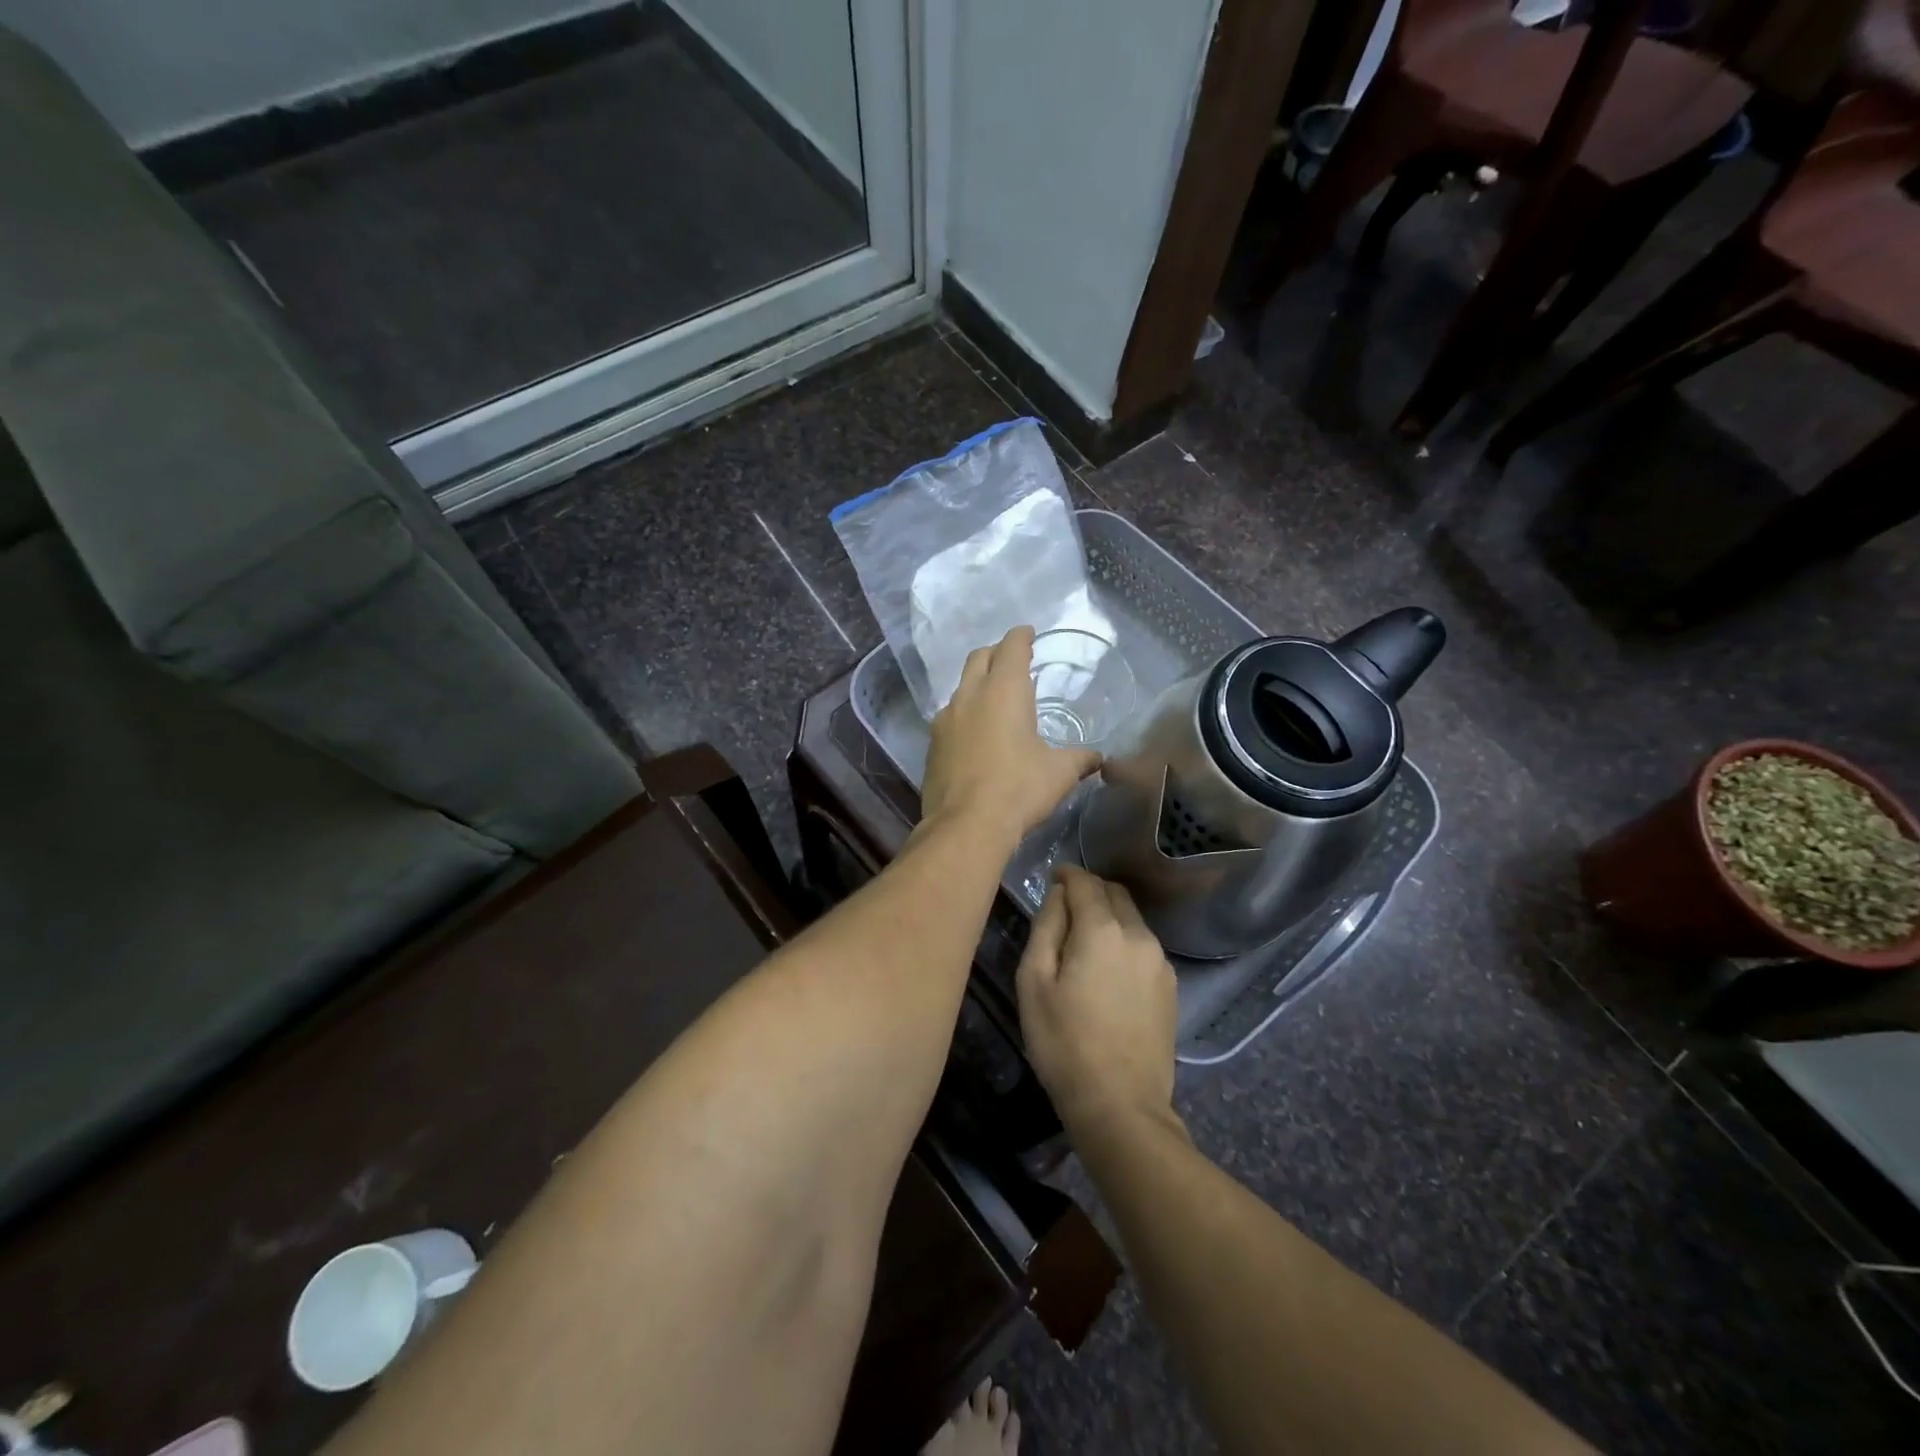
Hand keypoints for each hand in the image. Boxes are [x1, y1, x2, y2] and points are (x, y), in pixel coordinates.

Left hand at [921, 627, 1100, 844]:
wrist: (966, 825)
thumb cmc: (1019, 788)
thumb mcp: (1060, 773)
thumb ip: (1080, 758)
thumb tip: (1099, 758)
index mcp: (1004, 690)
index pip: (1011, 647)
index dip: (1021, 637)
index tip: (1028, 633)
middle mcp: (970, 695)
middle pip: (979, 658)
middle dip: (996, 653)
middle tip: (1012, 661)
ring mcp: (945, 720)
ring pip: (961, 688)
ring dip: (977, 685)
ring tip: (995, 699)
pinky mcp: (932, 745)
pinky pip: (950, 718)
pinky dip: (965, 715)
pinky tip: (975, 734)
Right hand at [1017, 865, 1178, 1137]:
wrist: (1121, 1105)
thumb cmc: (1063, 1043)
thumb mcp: (1034, 982)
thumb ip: (1046, 927)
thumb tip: (1058, 895)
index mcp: (1103, 930)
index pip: (1085, 882)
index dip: (1067, 874)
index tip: (1053, 877)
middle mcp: (1139, 935)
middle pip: (1114, 894)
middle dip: (1090, 891)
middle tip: (1065, 907)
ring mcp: (1160, 961)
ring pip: (1132, 919)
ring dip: (1108, 916)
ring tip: (1084, 940)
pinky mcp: (1171, 986)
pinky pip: (1143, 946)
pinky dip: (1123, 941)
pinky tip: (1107, 968)